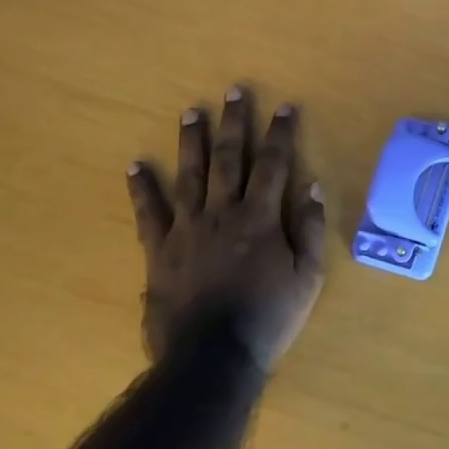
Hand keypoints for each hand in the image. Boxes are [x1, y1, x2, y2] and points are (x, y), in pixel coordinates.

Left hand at [126, 88, 326, 371]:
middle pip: (228, 159)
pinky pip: (148, 213)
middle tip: (233, 91)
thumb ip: (311, 230)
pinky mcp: (159, 251)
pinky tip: (135, 165)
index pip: (273, 165)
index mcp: (260, 219)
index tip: (284, 106)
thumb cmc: (268, 318)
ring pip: (189, 175)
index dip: (280, 134)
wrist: (212, 358)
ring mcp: (187, 229)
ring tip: (191, 111)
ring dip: (191, 141)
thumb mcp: (307, 278)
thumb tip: (313, 187)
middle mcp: (222, 213)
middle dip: (234, 122)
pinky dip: (142, 188)